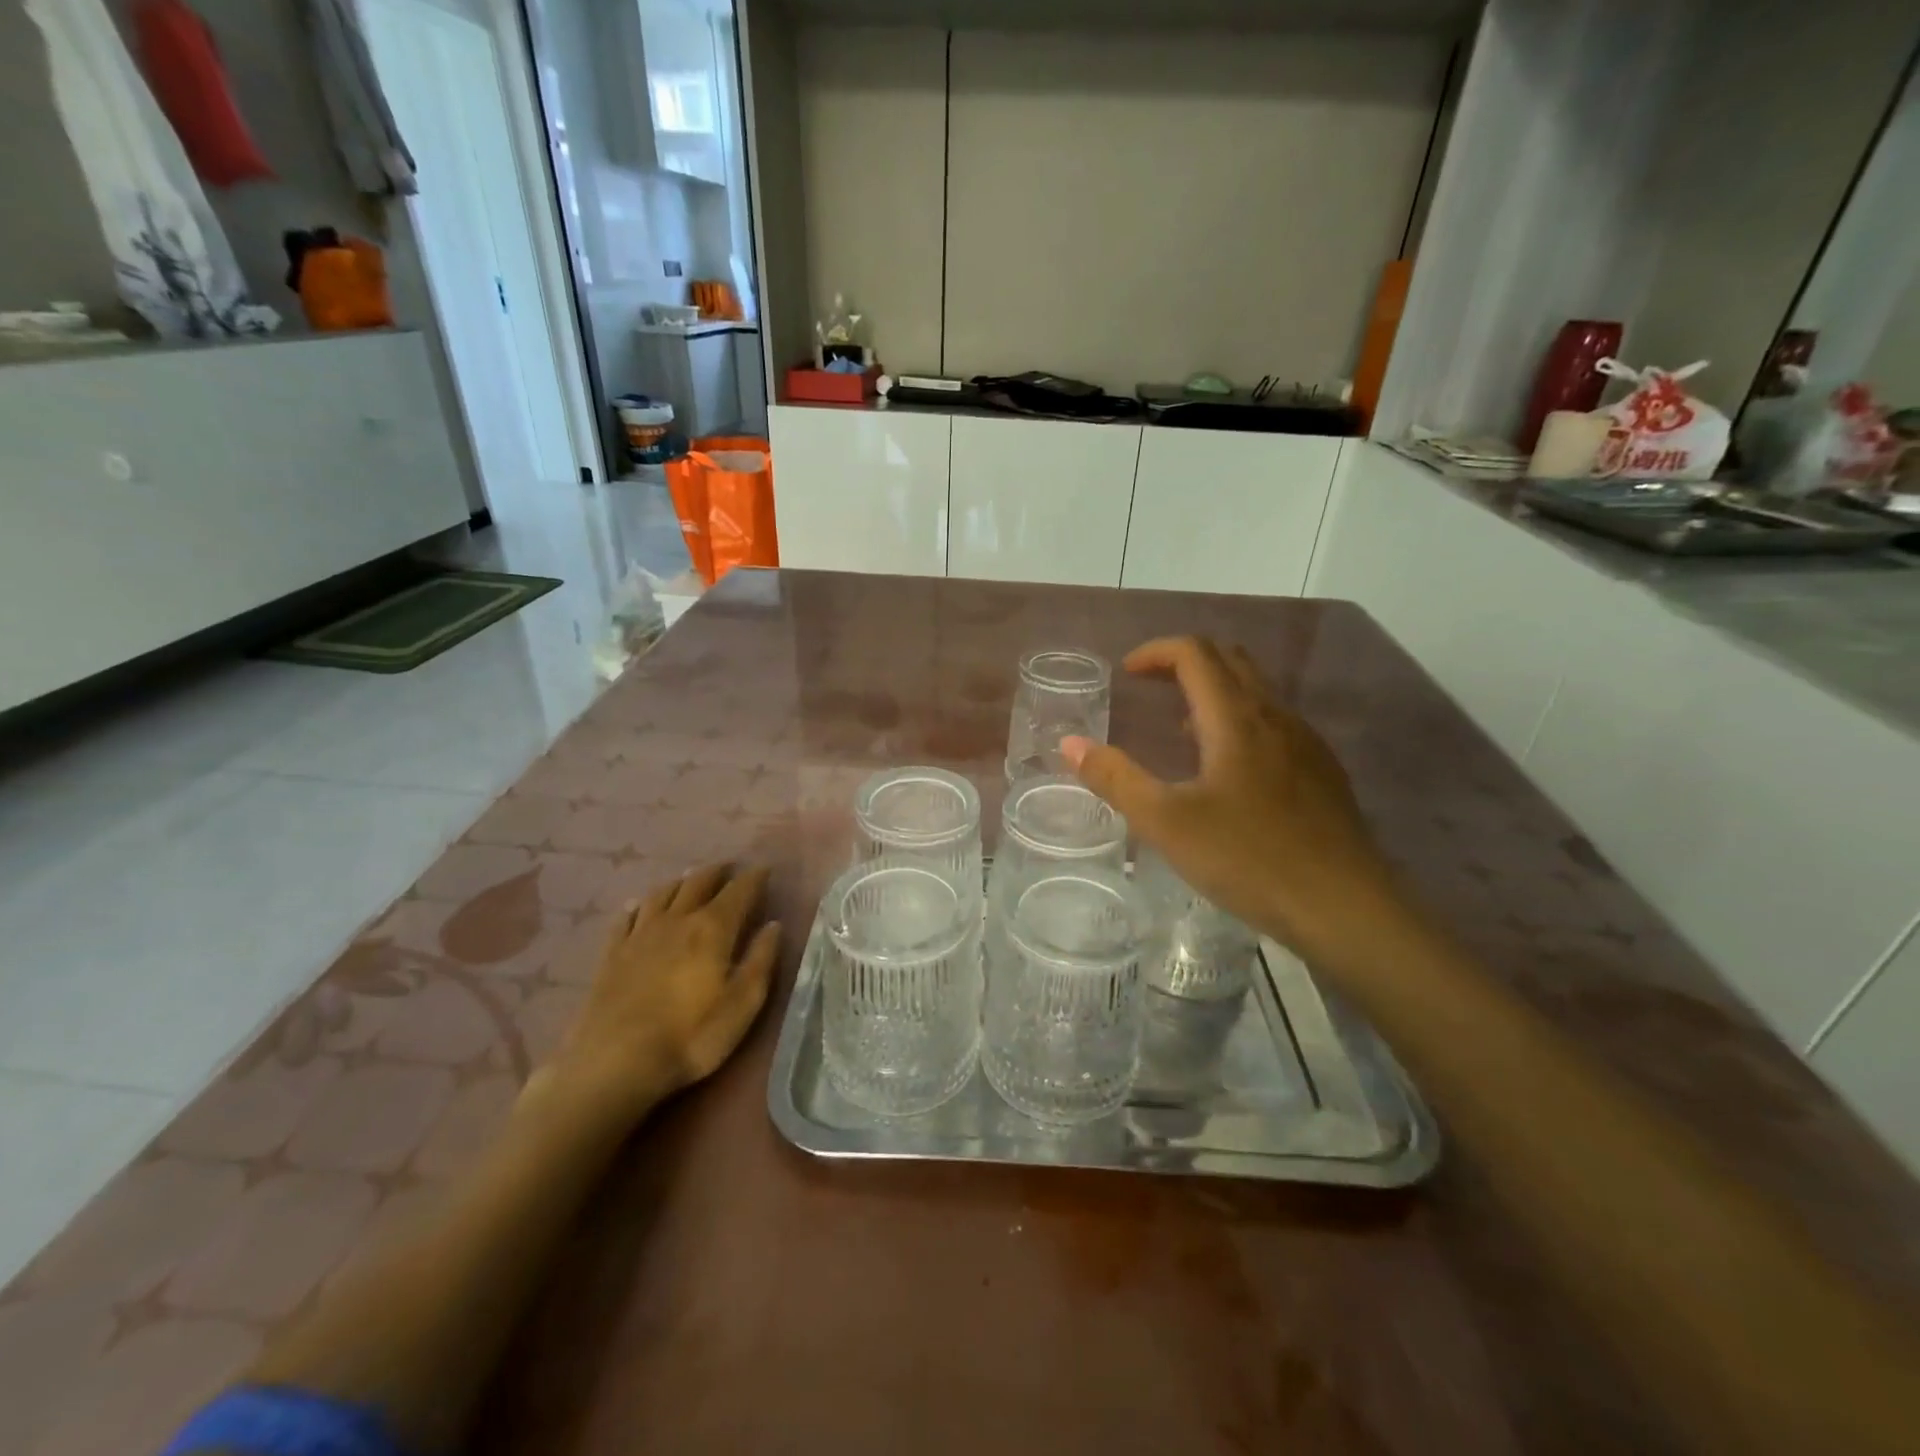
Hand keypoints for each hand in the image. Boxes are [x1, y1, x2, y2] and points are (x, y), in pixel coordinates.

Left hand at [543, 863, 780, 1128]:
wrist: (614, 1063)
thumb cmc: (691, 1036)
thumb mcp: (743, 1004)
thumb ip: (761, 960)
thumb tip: (774, 925)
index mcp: (712, 928)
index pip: (739, 891)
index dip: (754, 878)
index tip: (765, 869)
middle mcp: (677, 920)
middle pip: (698, 883)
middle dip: (717, 872)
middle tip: (729, 868)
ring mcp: (640, 934)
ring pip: (662, 893)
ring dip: (681, 881)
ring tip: (690, 879)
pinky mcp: (612, 953)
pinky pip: (626, 917)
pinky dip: (639, 905)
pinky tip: (639, 905)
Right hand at [1063, 637, 1394, 955]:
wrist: (1345, 907)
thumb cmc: (1248, 859)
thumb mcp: (1166, 823)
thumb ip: (1116, 779)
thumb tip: (1070, 744)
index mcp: (1236, 718)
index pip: (1195, 653)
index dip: (1155, 652)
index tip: (1126, 674)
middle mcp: (1275, 716)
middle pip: (1230, 660)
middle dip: (1185, 663)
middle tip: (1150, 691)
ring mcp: (1306, 743)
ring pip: (1256, 692)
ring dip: (1213, 694)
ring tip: (1181, 733)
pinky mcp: (1322, 772)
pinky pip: (1274, 724)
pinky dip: (1240, 723)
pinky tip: (1228, 775)